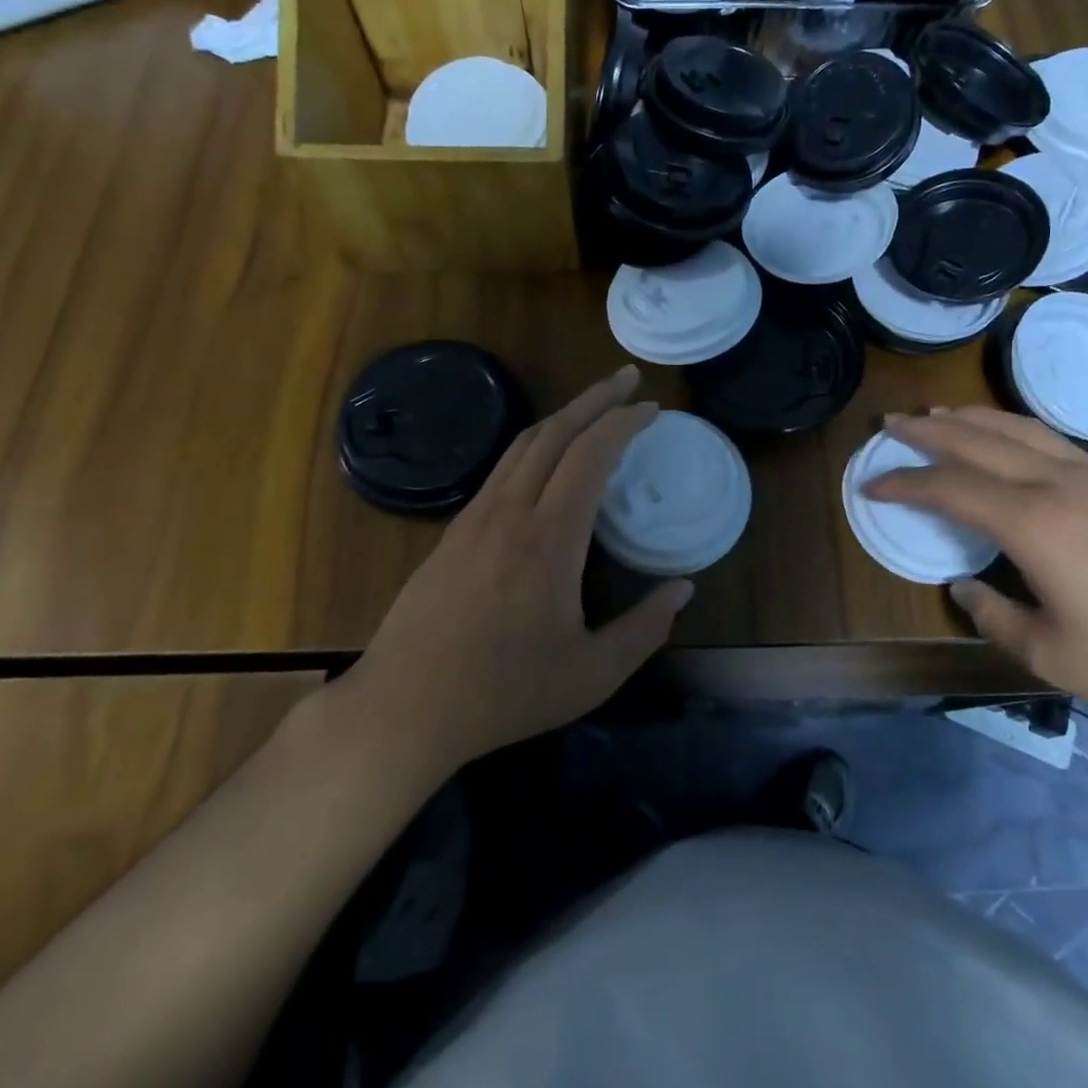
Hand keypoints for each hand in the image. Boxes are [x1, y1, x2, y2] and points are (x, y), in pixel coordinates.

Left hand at [332, 365, 688, 774]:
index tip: (652, 409)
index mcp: (550, 539)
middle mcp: (511, 511)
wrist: (404, 708)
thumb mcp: (592, 674)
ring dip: (563, 415)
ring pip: (523, 443)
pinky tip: (547, 458)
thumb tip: (684, 589)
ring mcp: (476, 517)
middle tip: (627, 379)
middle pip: (555, 432)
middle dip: (596, 398)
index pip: (591, 454)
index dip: (624, 423)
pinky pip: (502, 467)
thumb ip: (645, 629)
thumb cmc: (504, 693)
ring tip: (594, 406)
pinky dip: (535, 444)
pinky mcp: (454, 529)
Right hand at [863, 407, 1087, 735]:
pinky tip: (1013, 445)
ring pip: (1023, 429)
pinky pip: (1057, 442)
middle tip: (891, 423)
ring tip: (941, 414)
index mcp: (1037, 524)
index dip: (904, 483)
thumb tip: (966, 585)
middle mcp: (1064, 484)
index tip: (871, 482)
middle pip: (981, 440)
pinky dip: (1016, 431)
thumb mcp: (1056, 657)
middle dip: (929, 430)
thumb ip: (996, 617)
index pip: (951, 488)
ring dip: (973, 418)